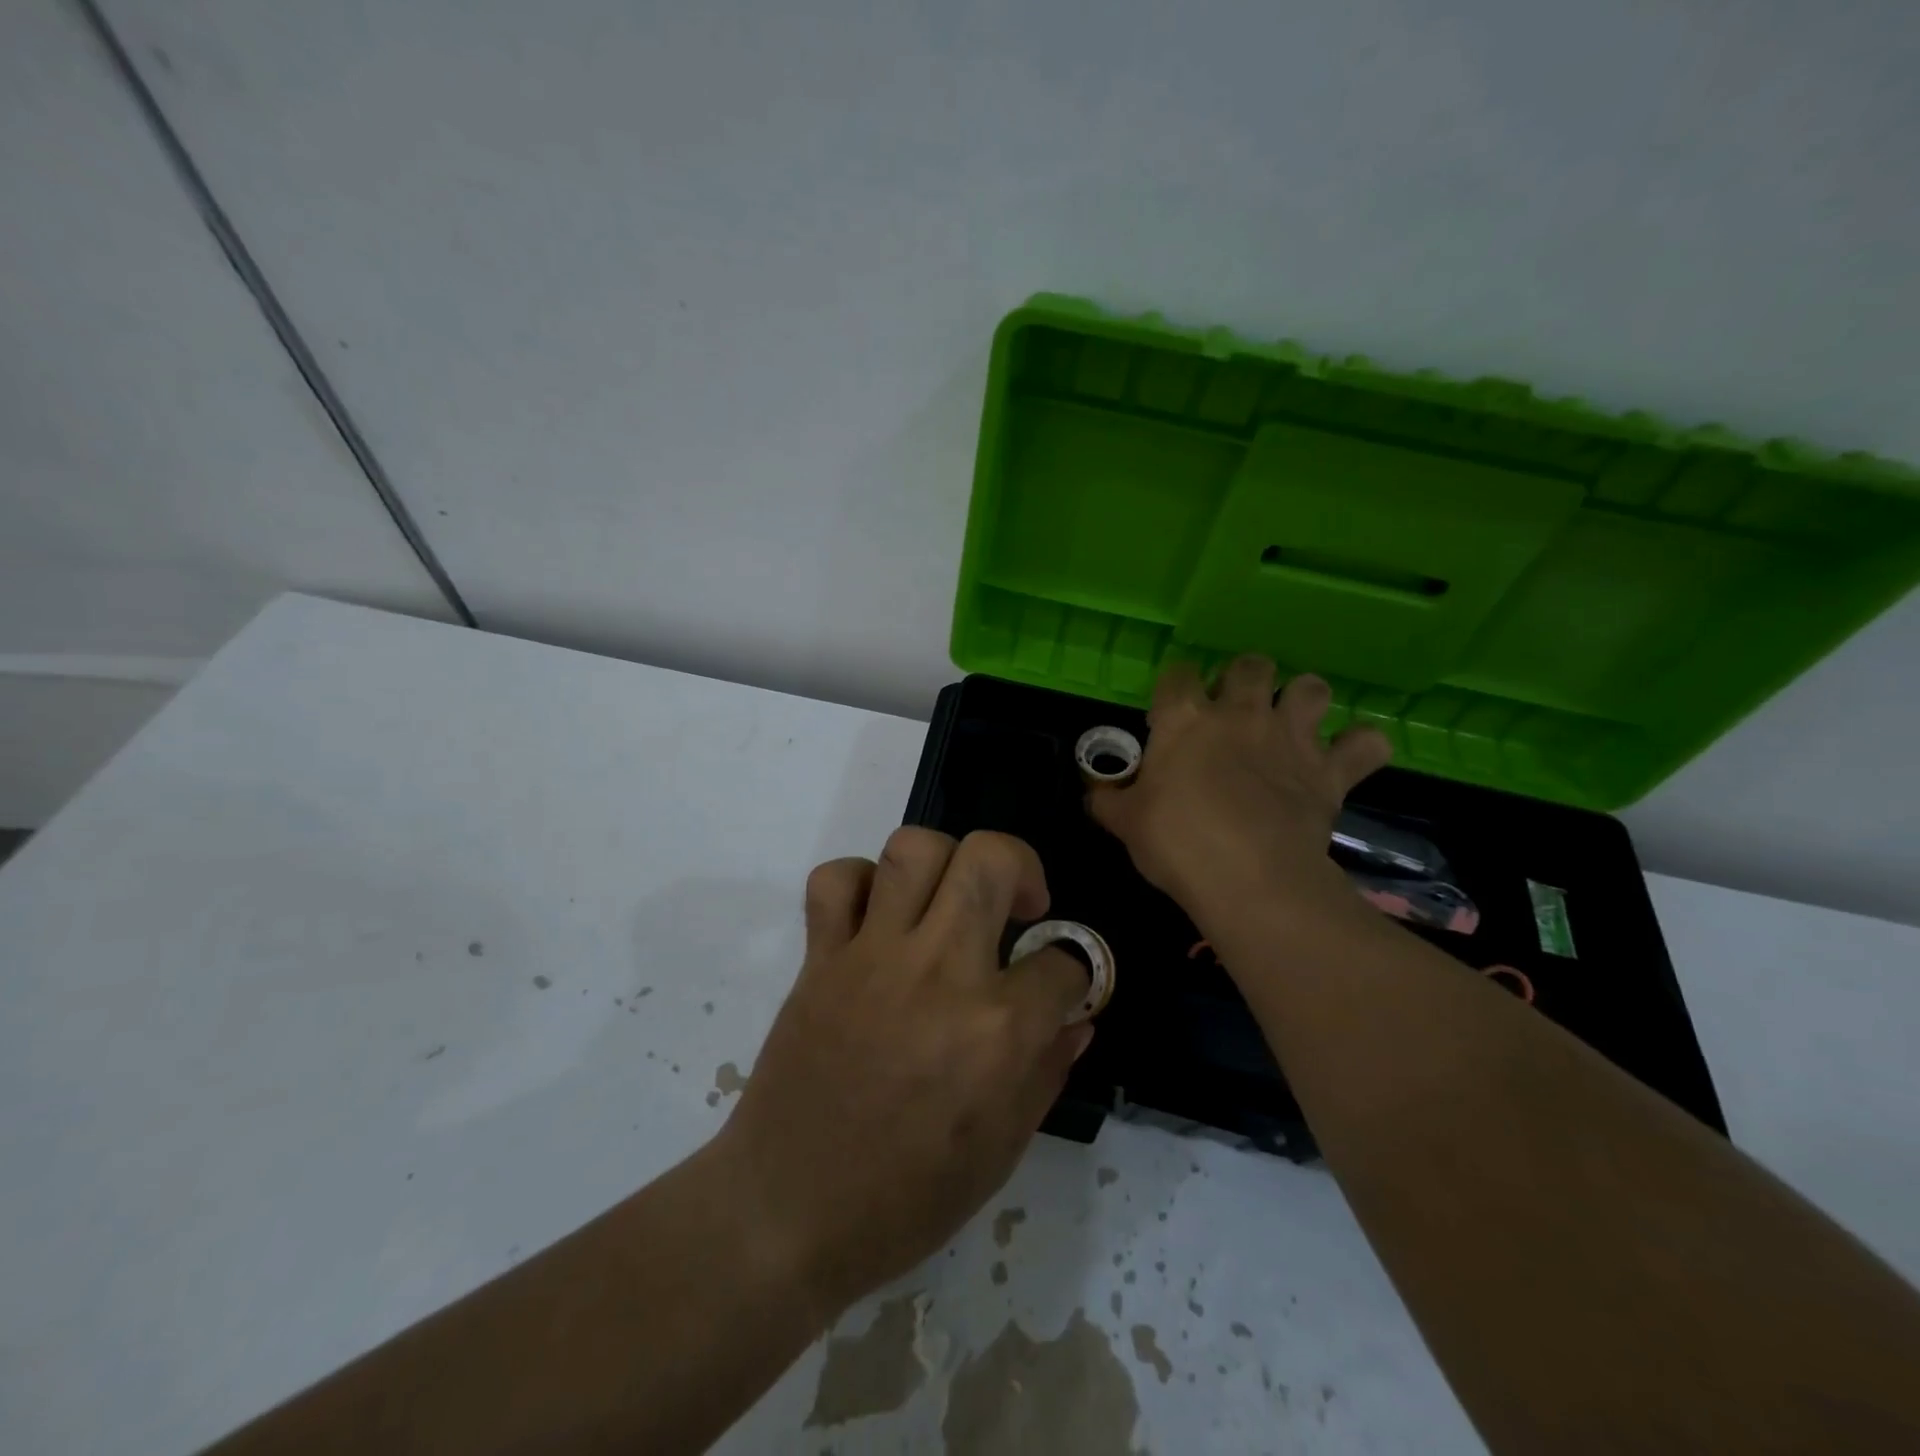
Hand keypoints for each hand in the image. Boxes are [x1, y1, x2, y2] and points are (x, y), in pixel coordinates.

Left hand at [713, 828, 1091, 1321]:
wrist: (787, 1211)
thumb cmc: (905, 1198)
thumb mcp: (1000, 1150)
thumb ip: (1046, 1071)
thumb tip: (1077, 1018)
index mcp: (997, 1030)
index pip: (1063, 962)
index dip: (1074, 971)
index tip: (1060, 984)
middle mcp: (941, 971)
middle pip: (991, 858)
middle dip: (1023, 867)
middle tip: (1019, 906)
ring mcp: (874, 955)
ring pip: (914, 848)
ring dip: (944, 861)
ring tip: (949, 899)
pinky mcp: (821, 956)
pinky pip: (836, 880)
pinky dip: (860, 882)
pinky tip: (878, 917)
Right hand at [1088, 656, 1392, 925]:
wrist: (1248, 878)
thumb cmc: (1176, 843)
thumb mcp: (1126, 823)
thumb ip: (1108, 800)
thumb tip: (1093, 793)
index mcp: (1185, 719)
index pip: (1177, 675)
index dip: (1175, 687)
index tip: (1170, 711)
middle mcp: (1240, 713)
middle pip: (1250, 665)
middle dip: (1244, 677)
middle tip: (1235, 708)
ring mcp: (1290, 737)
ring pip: (1311, 687)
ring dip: (1304, 698)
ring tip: (1294, 721)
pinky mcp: (1330, 770)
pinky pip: (1366, 744)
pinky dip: (1361, 747)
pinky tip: (1350, 756)